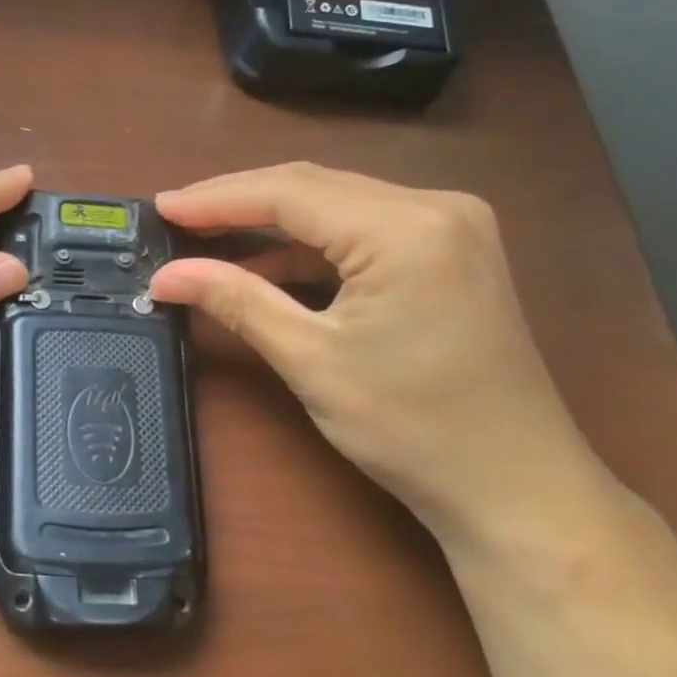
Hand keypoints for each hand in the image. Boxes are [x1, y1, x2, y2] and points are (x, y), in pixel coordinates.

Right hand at [150, 164, 607, 550]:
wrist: (516, 489)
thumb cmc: (412, 429)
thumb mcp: (311, 361)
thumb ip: (238, 301)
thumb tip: (165, 277)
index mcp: (406, 229)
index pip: (290, 192)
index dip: (217, 198)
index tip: (160, 208)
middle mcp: (436, 207)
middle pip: (314, 186)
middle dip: (239, 202)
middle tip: (175, 219)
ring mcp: (451, 227)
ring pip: (336, 204)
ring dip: (271, 221)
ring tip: (206, 236)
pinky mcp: (450, 252)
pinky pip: (362, 229)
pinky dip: (310, 245)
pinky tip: (266, 264)